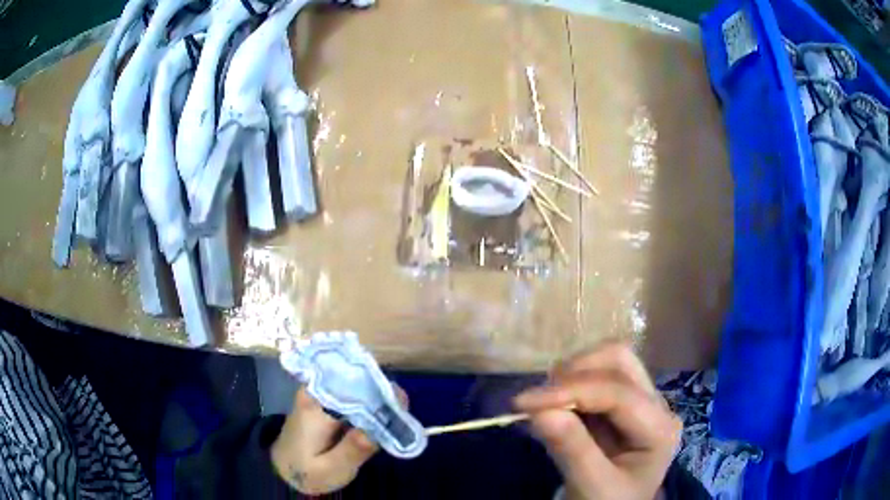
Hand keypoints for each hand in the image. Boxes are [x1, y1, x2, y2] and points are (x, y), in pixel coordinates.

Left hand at [271, 386, 406, 493]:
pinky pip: (354, 392)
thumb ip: (353, 449)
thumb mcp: (330, 469)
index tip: (402, 409)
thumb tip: (382, 425)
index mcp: (316, 405)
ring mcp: (321, 391)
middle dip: (384, 395)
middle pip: (358, 380)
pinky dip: (370, 404)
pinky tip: (381, 420)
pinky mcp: (326, 398)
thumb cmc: (305, 471)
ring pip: (358, 384)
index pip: (354, 386)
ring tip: (395, 421)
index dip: (382, 394)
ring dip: (379, 399)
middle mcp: (318, 390)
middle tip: (402, 419)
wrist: (283, 466)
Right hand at [514, 342, 681, 499]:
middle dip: (575, 372)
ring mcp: (641, 400)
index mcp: (659, 429)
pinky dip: (570, 384)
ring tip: (544, 403)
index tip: (523, 402)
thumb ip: (572, 450)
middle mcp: (657, 405)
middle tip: (538, 399)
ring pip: (609, 361)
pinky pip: (597, 377)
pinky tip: (553, 405)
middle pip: (620, 362)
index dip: (571, 391)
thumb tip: (539, 412)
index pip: (619, 393)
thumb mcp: (591, 486)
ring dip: (572, 374)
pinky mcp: (623, 403)